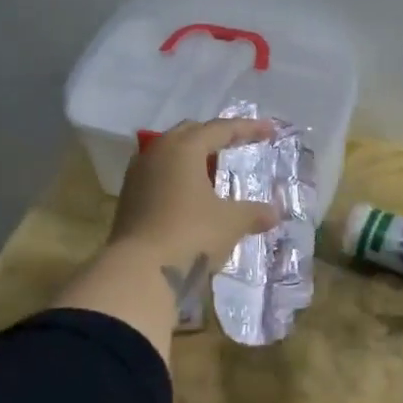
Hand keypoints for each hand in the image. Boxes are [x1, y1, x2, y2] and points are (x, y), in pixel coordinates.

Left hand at [109, 117, 281, 301]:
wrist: (139, 273)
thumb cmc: (191, 235)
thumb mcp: (231, 223)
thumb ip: (254, 212)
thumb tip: (274, 213)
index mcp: (183, 149)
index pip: (219, 129)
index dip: (247, 128)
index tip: (269, 131)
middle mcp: (156, 154)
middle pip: (189, 133)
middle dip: (215, 136)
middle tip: (237, 144)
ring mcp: (137, 176)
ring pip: (169, 154)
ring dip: (193, 157)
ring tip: (214, 171)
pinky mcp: (129, 200)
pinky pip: (159, 175)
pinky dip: (179, 178)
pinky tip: (192, 196)